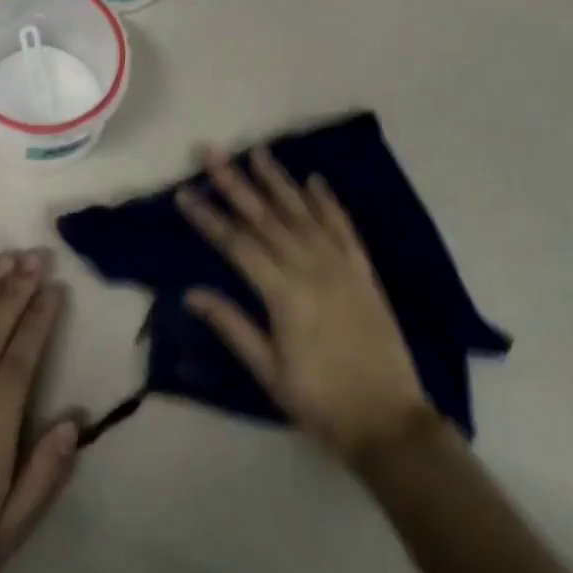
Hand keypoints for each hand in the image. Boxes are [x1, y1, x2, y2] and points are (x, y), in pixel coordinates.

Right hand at [177, 148, 432, 466]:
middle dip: (236, 182)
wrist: (388, 421)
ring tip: (258, 151)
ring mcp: (341, 266)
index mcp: (284, 294)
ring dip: (279, 181)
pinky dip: (328, 202)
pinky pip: (344, 227)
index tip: (184, 193)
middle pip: (266, 217)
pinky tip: (314, 180)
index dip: (208, 217)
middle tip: (212, 152)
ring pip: (304, 213)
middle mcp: (311, 268)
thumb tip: (191, 292)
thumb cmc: (320, 401)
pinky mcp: (364, 271)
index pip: (236, 244)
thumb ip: (232, 325)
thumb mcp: (268, 371)